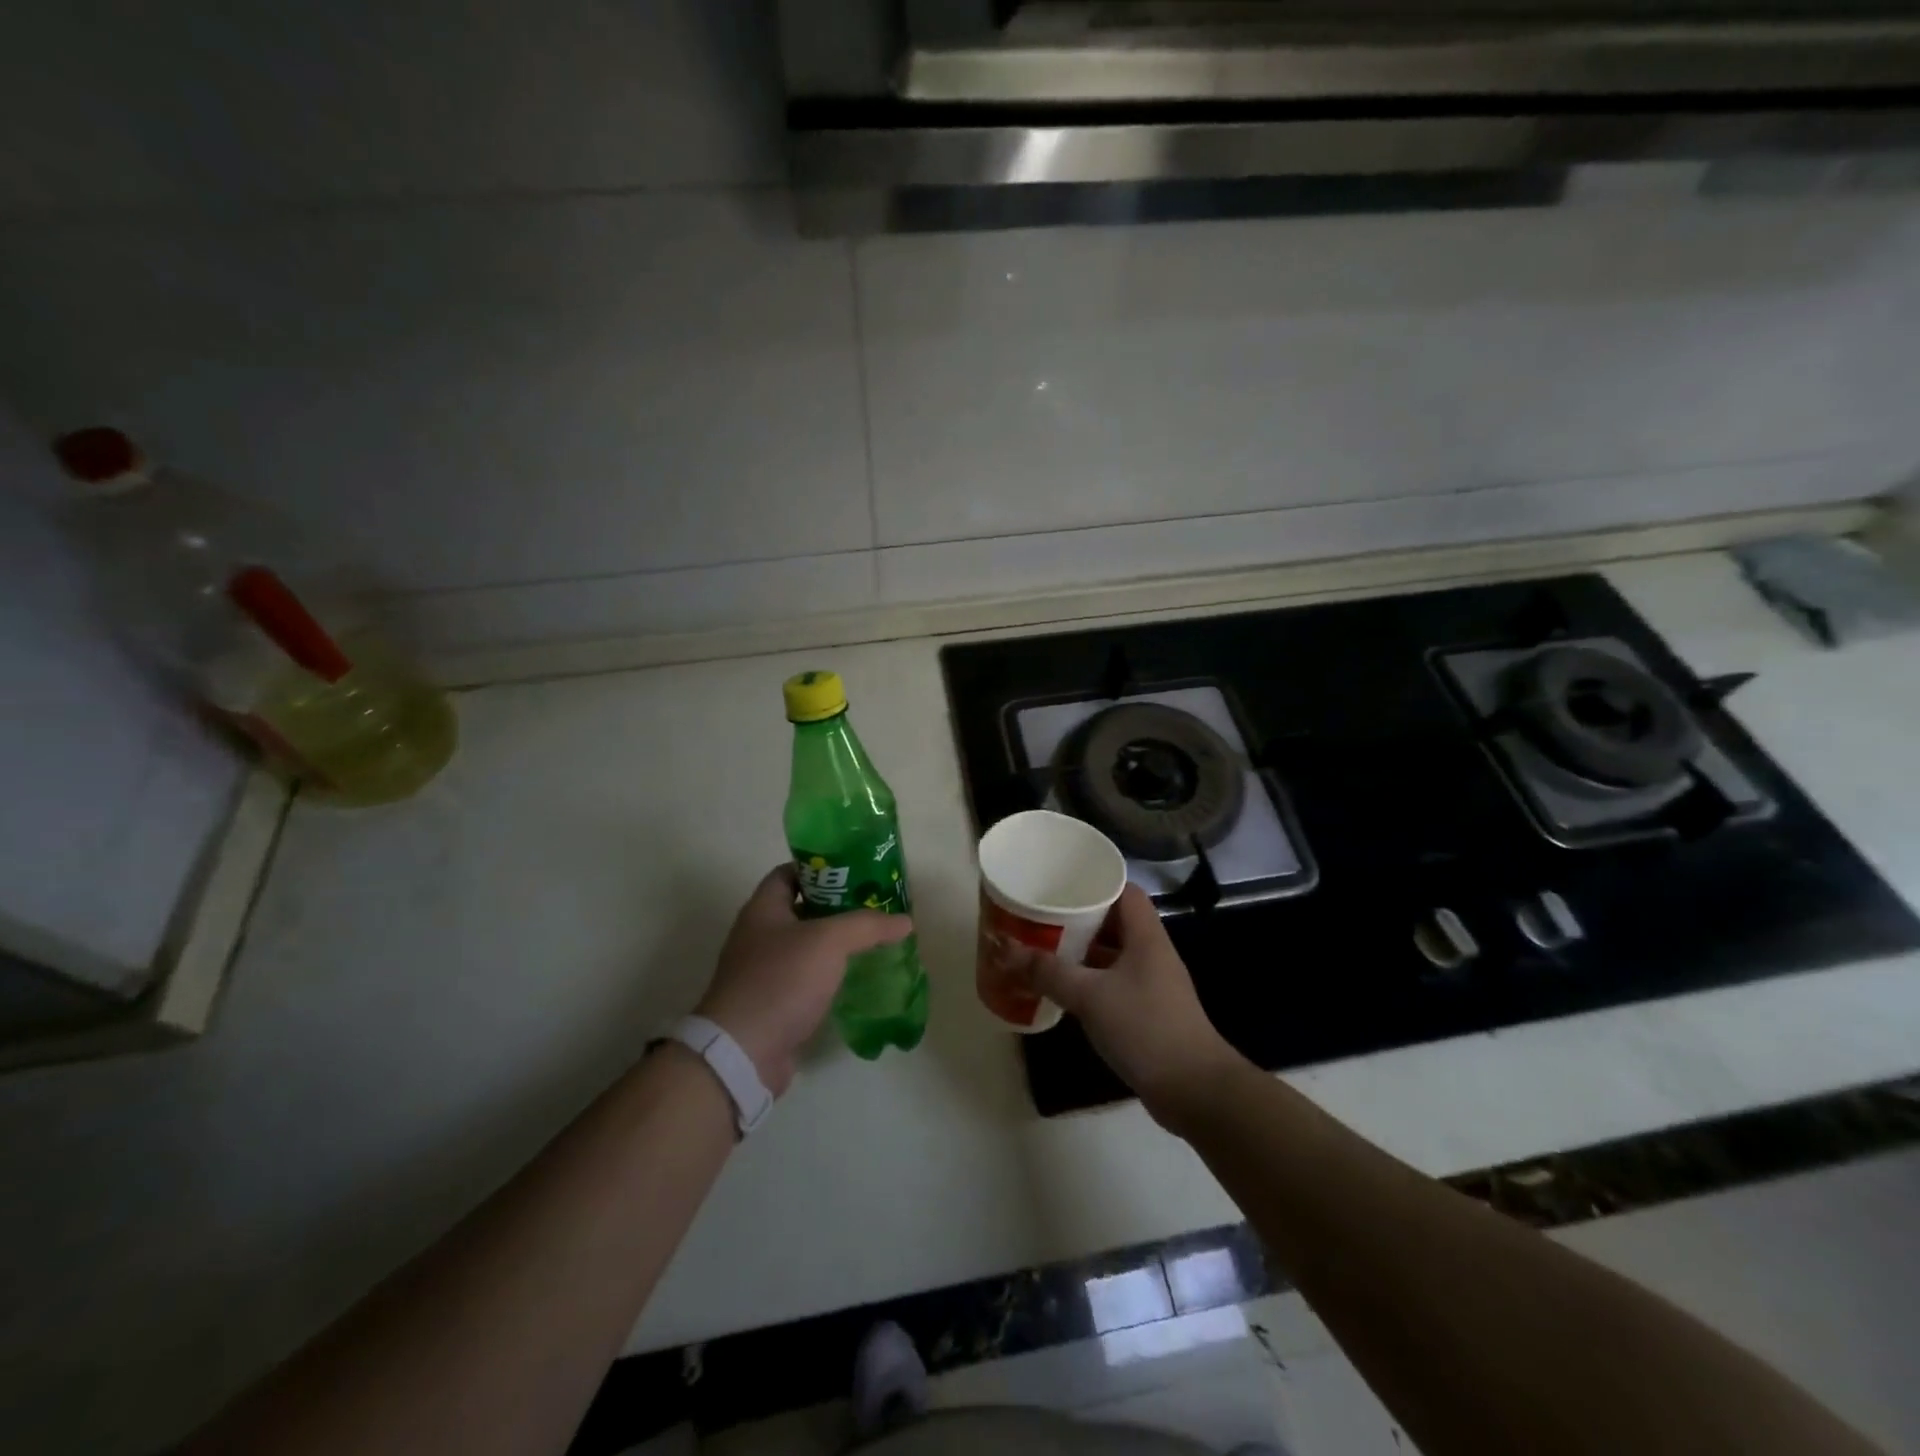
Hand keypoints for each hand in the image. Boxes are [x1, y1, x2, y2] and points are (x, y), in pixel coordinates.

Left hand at [696, 864, 912, 1096]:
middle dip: (838, 906)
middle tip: (874, 905)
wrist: (744, 1052)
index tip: (855, 872)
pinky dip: (830, 975)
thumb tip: (905, 921)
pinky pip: (806, 978)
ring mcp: (764, 971)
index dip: (820, 868)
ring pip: (807, 946)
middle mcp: (759, 935)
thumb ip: (867, 926)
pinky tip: (857, 977)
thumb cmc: (781, 980)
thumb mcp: (829, 941)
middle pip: (802, 909)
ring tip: (874, 939)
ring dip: (837, 943)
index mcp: (763, 909)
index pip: (789, 873)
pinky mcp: (774, 1003)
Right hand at [1002, 884, 1240, 1123]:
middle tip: (1040, 916)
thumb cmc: (1145, 1028)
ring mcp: (1151, 985)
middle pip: (1114, 922)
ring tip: (1042, 949)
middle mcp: (1151, 953)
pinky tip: (1062, 990)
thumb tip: (1004, 949)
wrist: (1194, 1091)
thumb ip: (1048, 972)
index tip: (1061, 883)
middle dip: (1078, 918)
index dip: (1096, 882)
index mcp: (1146, 936)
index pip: (1124, 891)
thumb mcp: (1090, 996)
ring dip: (1081, 952)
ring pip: (1111, 955)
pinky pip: (1112, 984)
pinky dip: (1088, 982)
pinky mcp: (1147, 1013)